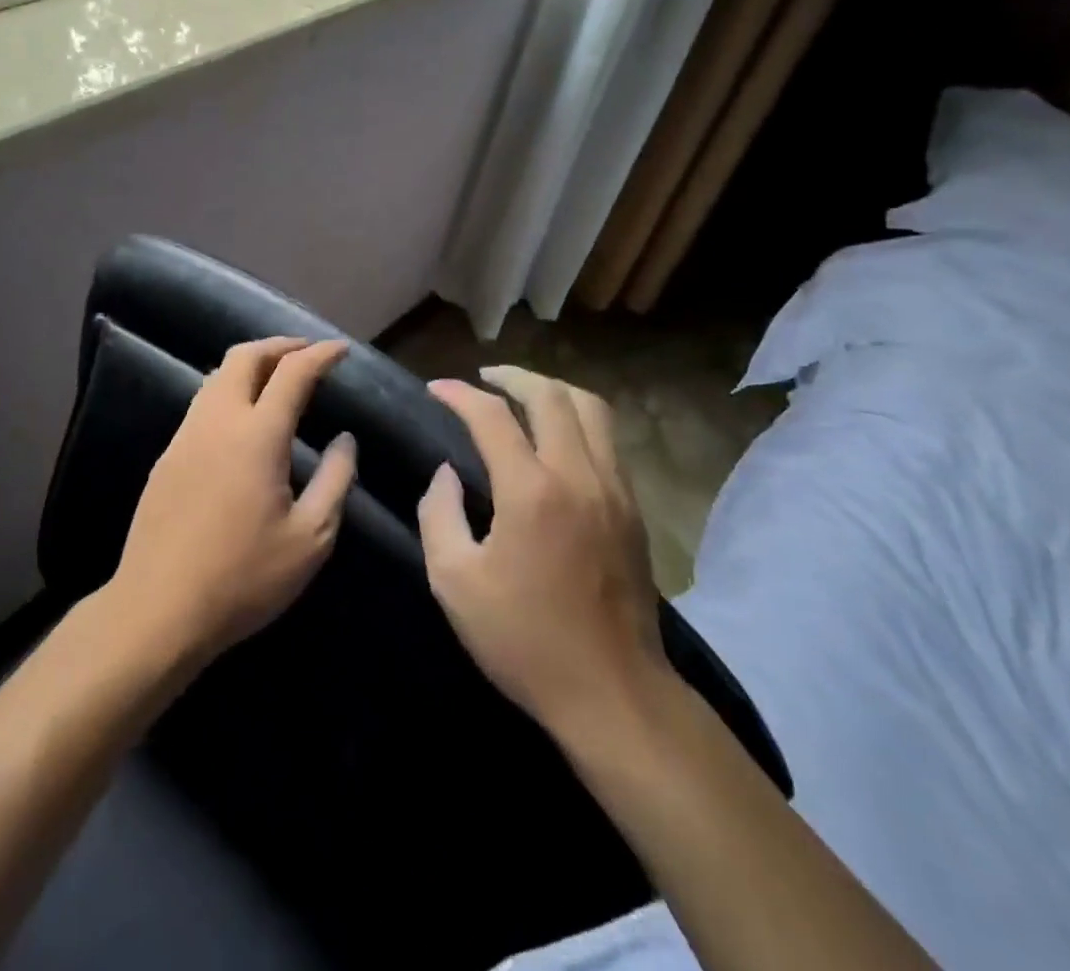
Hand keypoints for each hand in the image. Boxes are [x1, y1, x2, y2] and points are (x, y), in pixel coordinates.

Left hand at [108, 337, 356, 661]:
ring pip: (217, 376)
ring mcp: (186, 436)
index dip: (321, 354)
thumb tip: (345, 440)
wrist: (157, 609)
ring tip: (278, 377)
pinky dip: (230, 390)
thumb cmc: (243, 577)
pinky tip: (243, 418)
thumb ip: (336, 480)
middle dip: (280, 345)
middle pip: (245, 356)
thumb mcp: (310, 538)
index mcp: (257, 435)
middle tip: (308, 353)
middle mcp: (218, 421)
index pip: (293, 372)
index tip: (342, 350)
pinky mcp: (167, 456)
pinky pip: (202, 403)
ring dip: (251, 364)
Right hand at [418, 365, 669, 738]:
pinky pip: (608, 440)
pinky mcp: (633, 509)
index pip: (492, 416)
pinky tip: (557, 438)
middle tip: (483, 378)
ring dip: (552, 390)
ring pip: (591, 409)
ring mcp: (614, 489)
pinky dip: (578, 420)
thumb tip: (447, 474)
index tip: (436, 389)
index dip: (459, 394)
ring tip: (524, 394)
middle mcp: (578, 475)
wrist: (612, 693)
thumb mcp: (455, 582)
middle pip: (550, 395)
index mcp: (531, 491)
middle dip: (512, 376)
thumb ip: (439, 515)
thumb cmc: (524, 640)